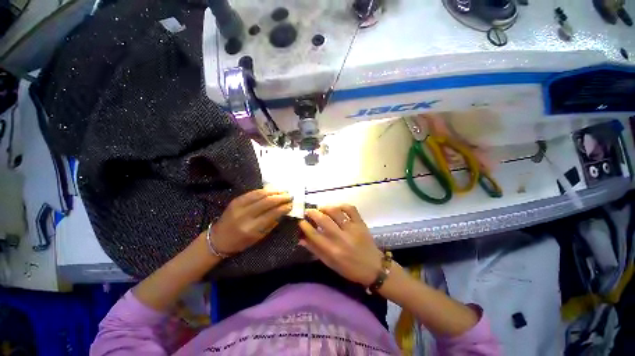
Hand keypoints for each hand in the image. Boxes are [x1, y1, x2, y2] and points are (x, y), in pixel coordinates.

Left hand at [210, 189, 291, 254]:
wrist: (218, 238)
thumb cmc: (240, 242)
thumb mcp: (258, 237)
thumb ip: (271, 224)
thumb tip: (283, 211)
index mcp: (251, 228)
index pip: (272, 214)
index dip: (283, 208)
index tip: (291, 205)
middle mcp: (245, 215)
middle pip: (267, 202)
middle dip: (281, 197)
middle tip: (290, 196)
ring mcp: (239, 206)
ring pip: (260, 194)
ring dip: (274, 192)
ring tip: (283, 191)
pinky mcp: (236, 200)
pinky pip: (253, 192)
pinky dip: (264, 190)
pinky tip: (272, 190)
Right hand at [298, 205, 383, 285]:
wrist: (374, 268)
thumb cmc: (350, 268)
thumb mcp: (330, 264)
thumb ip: (315, 250)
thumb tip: (301, 239)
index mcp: (332, 251)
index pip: (314, 234)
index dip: (305, 226)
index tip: (301, 221)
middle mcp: (341, 238)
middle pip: (323, 220)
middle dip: (313, 213)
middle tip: (308, 211)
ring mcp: (352, 229)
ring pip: (336, 212)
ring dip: (325, 208)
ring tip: (321, 209)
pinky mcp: (361, 223)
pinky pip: (351, 209)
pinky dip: (342, 205)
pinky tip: (336, 208)